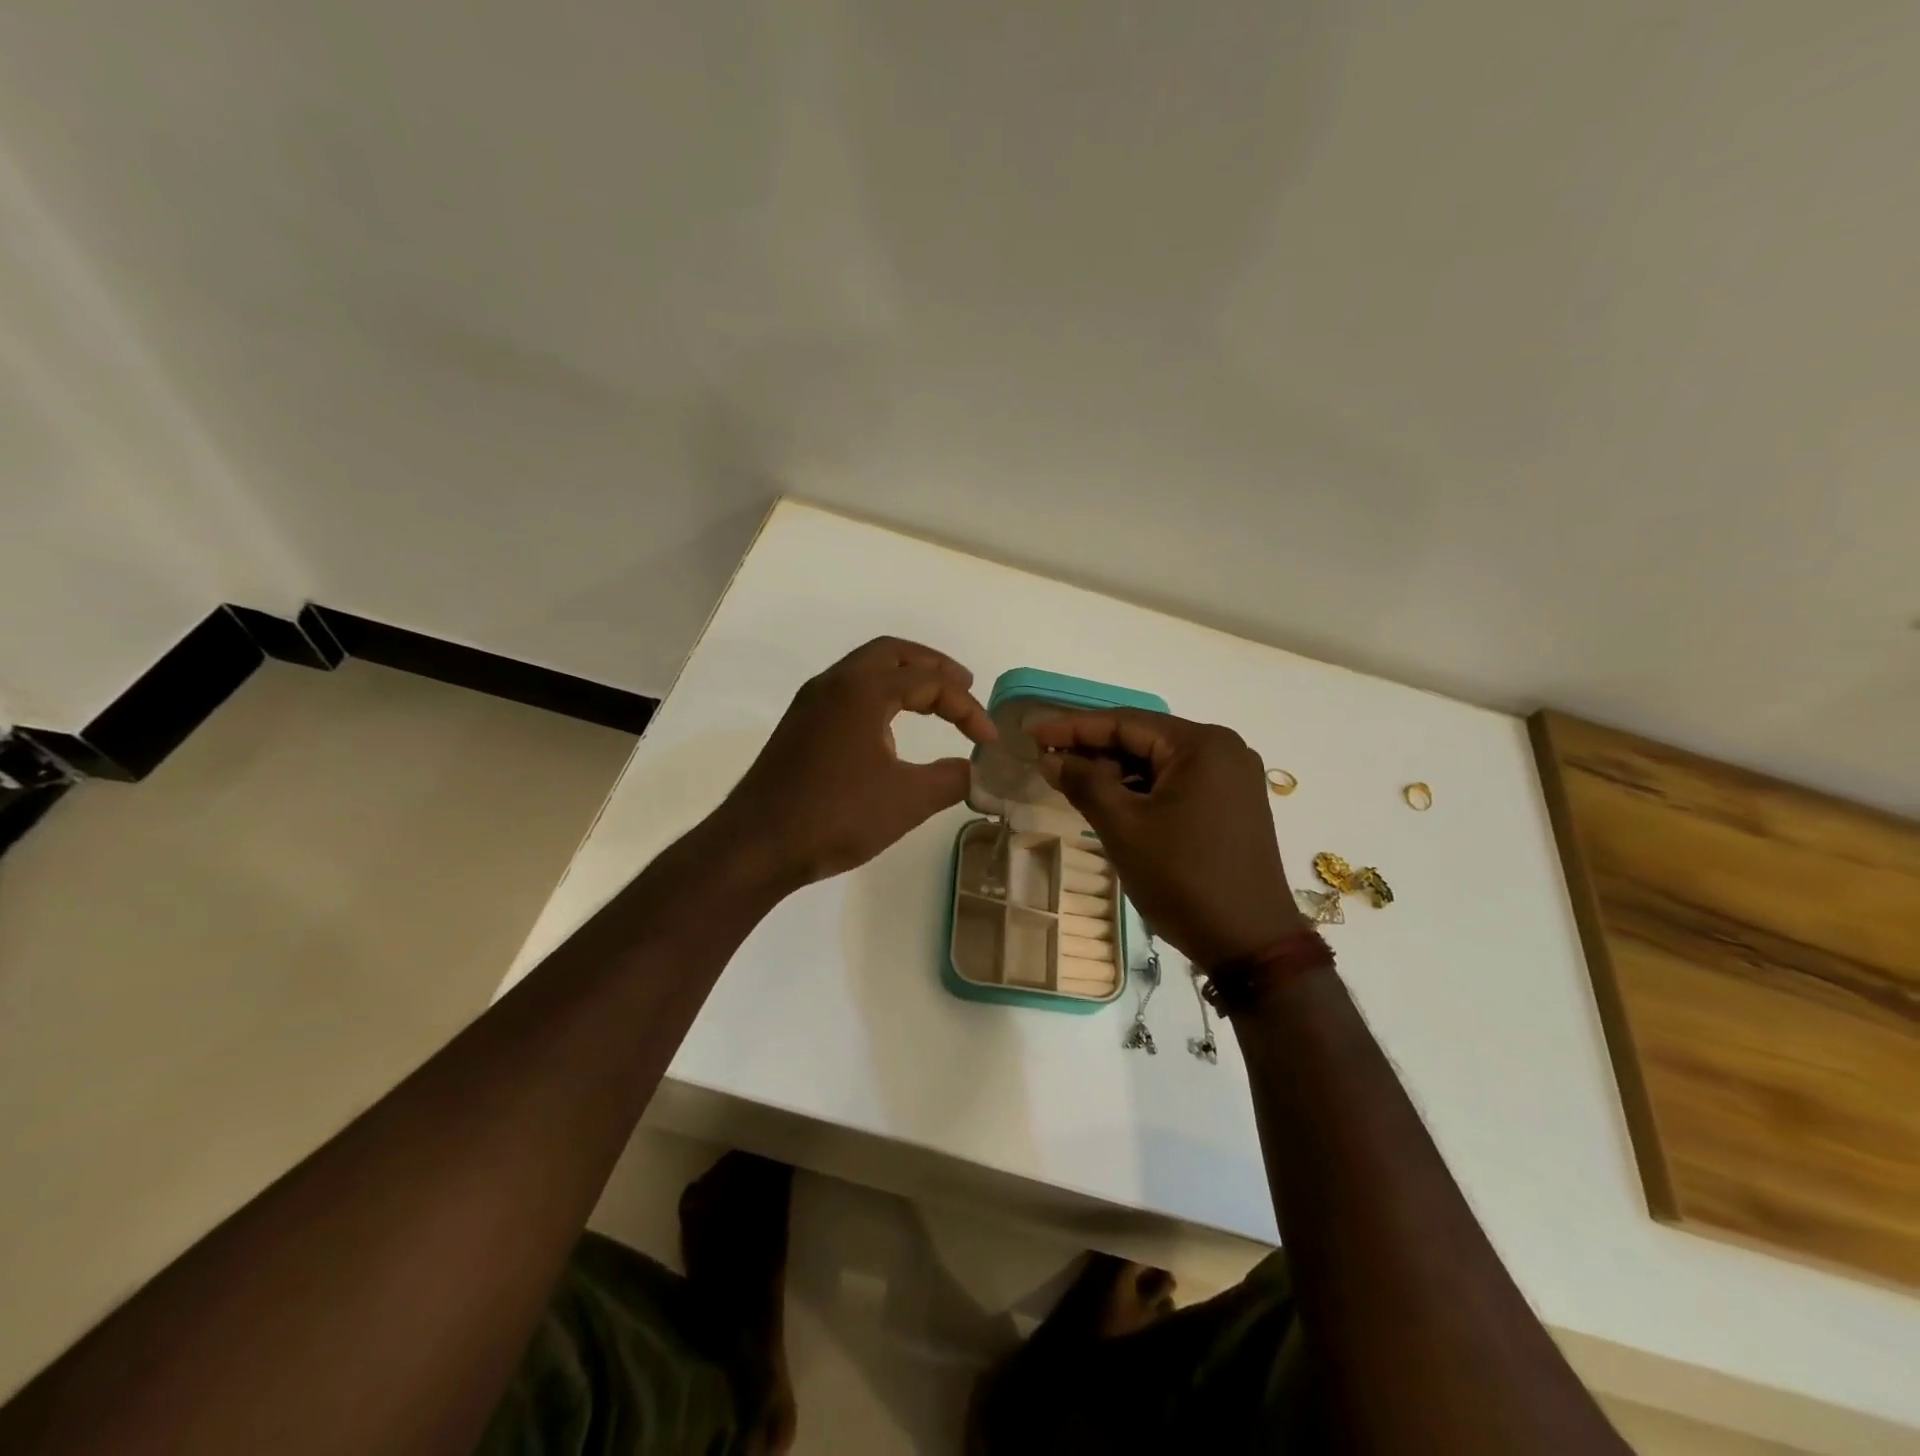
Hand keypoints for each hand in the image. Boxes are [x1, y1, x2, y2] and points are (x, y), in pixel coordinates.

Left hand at [718, 637, 996, 887]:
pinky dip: (880, 695)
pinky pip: (848, 691)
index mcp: (862, 690)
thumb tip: (972, 770)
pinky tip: (891, 728)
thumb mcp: (907, 800)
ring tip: (934, 702)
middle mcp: (834, 684)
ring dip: (904, 678)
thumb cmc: (835, 816)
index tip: (988, 740)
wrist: (757, 845)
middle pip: (893, 653)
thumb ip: (950, 779)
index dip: (966, 706)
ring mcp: (811, 703)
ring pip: (866, 669)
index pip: (928, 681)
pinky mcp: (800, 726)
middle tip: (964, 684)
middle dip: (933, 666)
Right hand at [1032, 709, 1302, 968]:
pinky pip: (1176, 783)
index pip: (1125, 722)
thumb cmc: (1183, 878)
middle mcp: (1223, 750)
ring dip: (1115, 771)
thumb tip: (1050, 759)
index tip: (1033, 734)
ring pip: (1158, 762)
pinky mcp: (1232, 804)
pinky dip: (1141, 789)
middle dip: (1094, 750)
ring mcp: (1232, 778)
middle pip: (1144, 738)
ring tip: (1071, 783)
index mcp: (1202, 745)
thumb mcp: (1124, 828)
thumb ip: (1084, 783)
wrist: (1250, 943)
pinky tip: (1110, 802)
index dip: (1074, 728)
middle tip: (1047, 761)